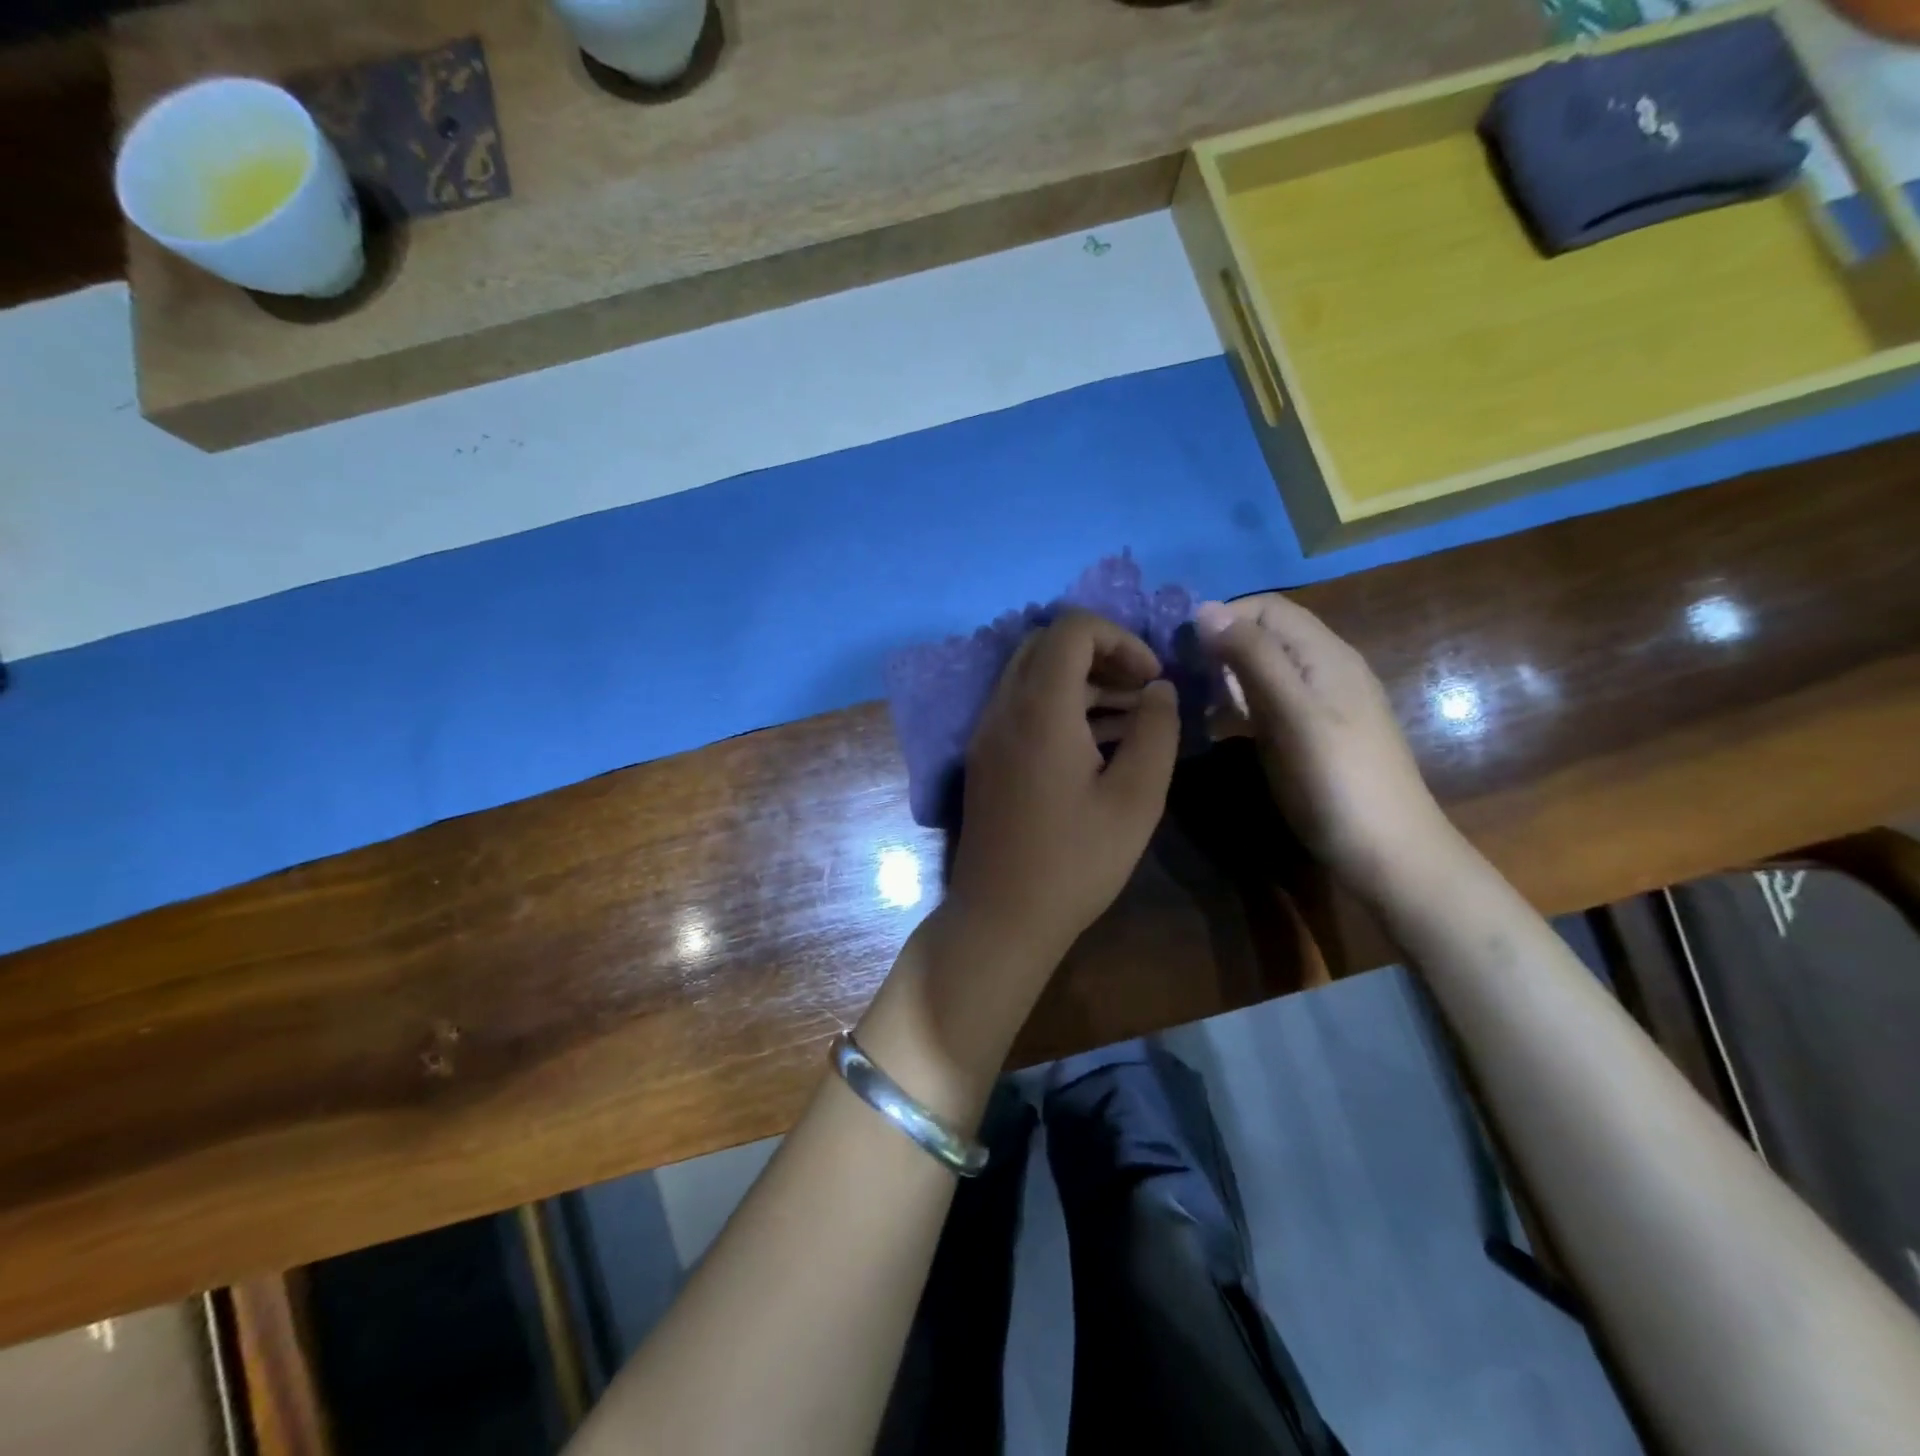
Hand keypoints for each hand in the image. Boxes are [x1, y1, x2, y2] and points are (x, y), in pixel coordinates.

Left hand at [946, 610, 1180, 967]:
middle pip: (1047, 644)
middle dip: (1101, 655)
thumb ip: (1156, 732)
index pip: (1071, 628)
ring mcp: (987, 733)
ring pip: (1033, 675)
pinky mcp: (985, 757)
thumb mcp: (1135, 798)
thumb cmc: (1075, 861)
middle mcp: (1003, 707)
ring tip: (1132, 719)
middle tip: (1141, 692)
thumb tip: (1160, 689)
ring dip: (1082, 682)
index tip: (1152, 679)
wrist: (1001, 916)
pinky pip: (1021, 707)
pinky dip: (1060, 706)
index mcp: (1039, 707)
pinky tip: (1099, 745)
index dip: (1120, 639)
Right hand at [1194, 594, 1453, 896]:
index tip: (1181, 649)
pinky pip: (1268, 702)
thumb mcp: (1290, 712)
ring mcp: (1320, 703)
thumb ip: (1252, 657)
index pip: (1266, 607)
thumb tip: (1205, 609)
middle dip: (1219, 647)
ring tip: (1193, 704)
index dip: (1222, 617)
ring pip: (1263, 670)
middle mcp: (1324, 669)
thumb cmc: (1336, 779)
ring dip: (1225, 678)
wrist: (1389, 854)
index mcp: (1324, 654)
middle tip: (1182, 680)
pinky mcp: (1312, 734)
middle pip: (1264, 636)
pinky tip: (1218, 728)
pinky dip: (1239, 706)